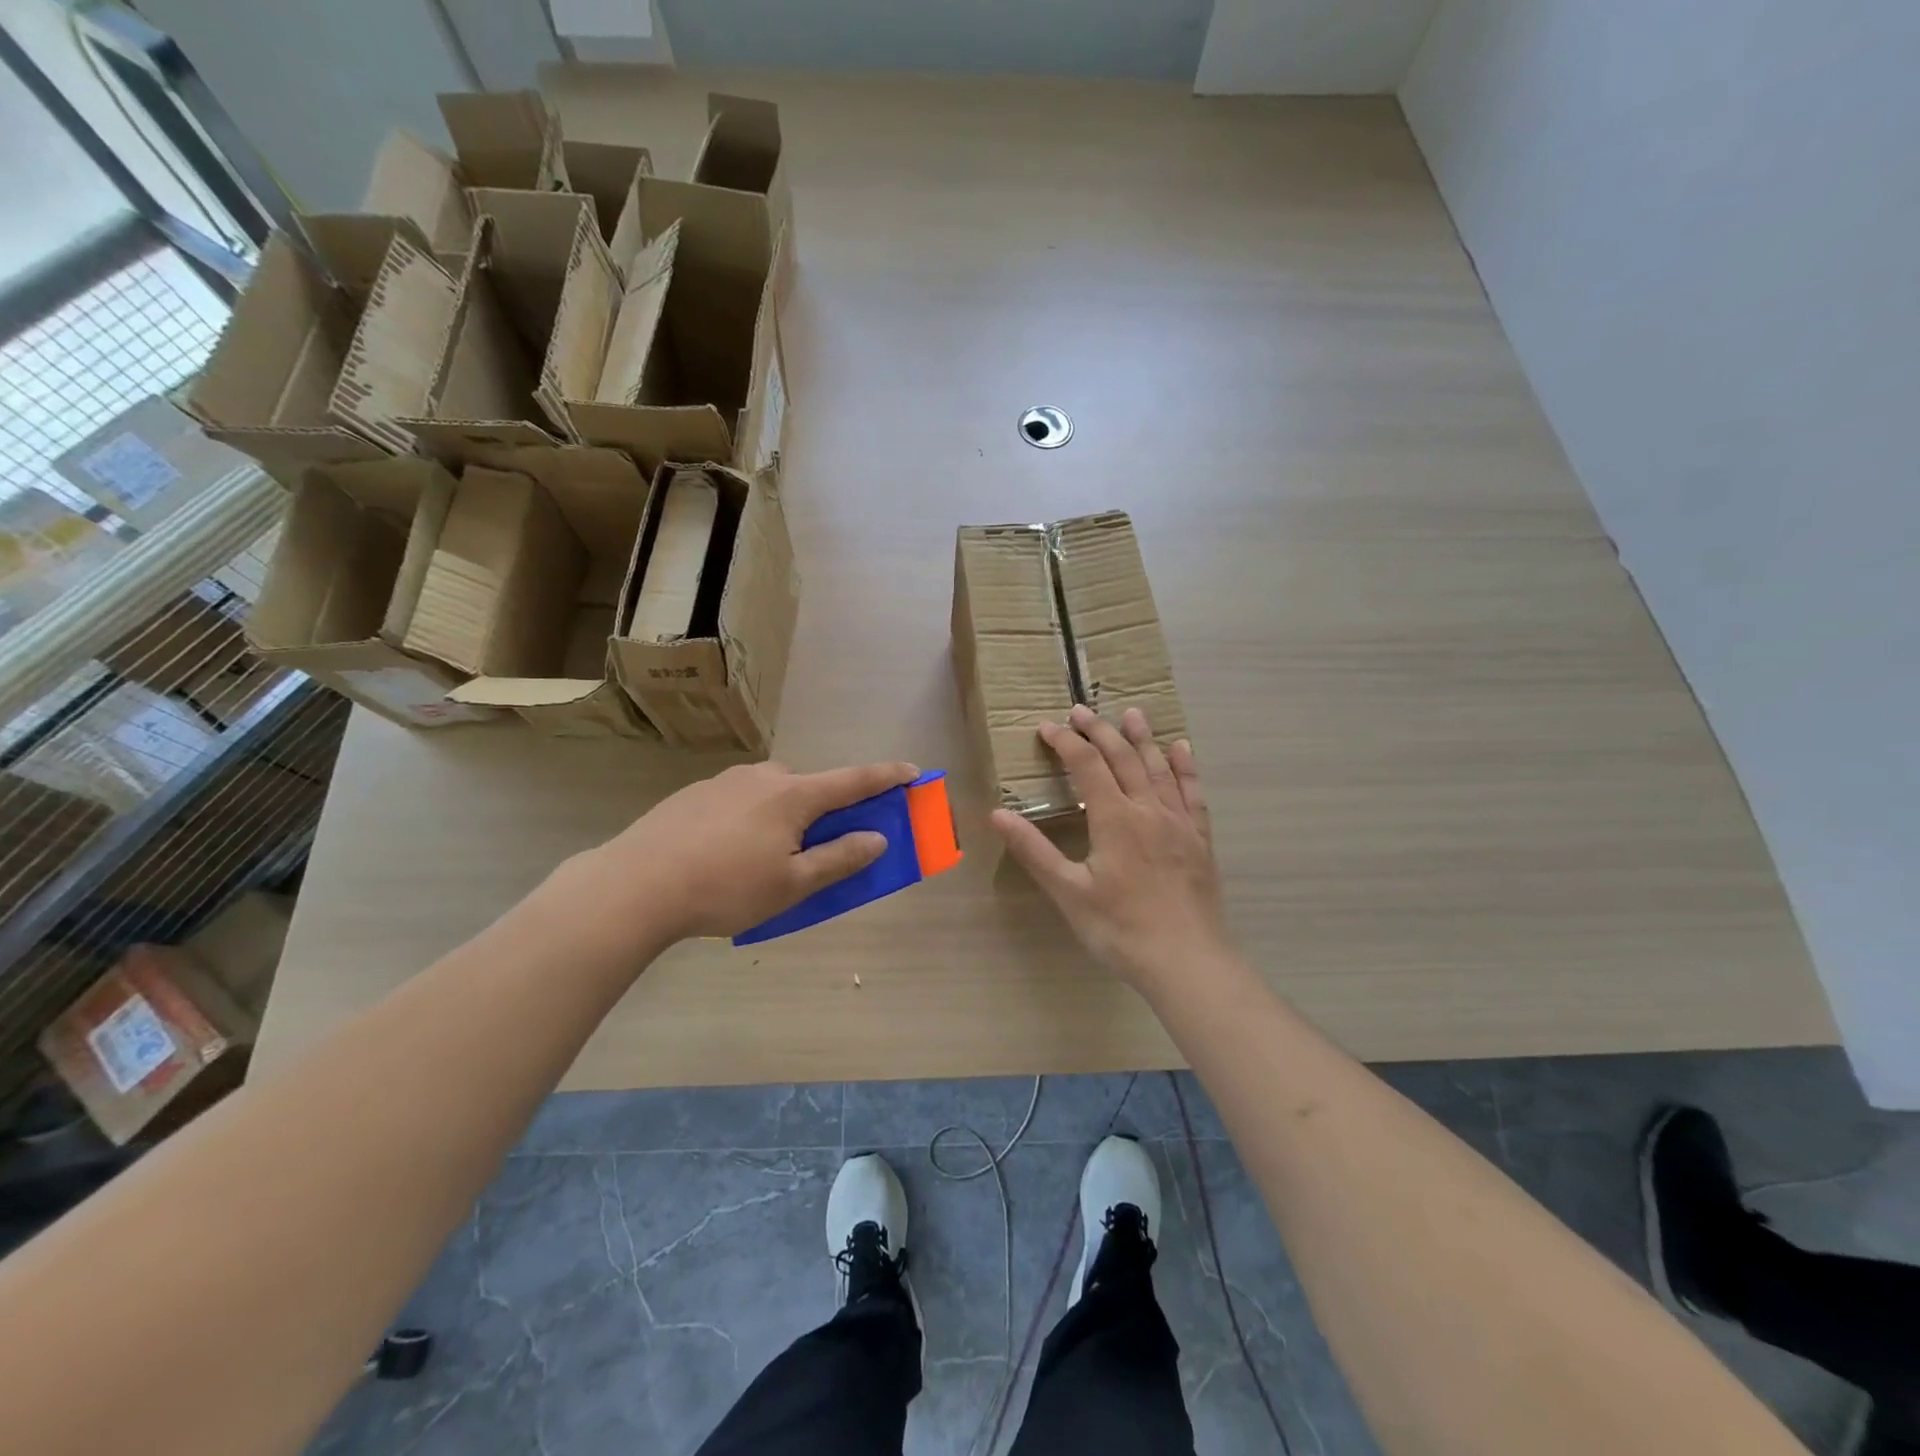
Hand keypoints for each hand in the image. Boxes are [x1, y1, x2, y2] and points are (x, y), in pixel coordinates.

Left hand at [565, 759, 920, 947]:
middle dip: (822, 810)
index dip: (886, 777)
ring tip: (762, 858)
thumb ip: (839, 858)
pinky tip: (725, 853)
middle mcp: (763, 777)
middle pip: (809, 788)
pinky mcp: (694, 793)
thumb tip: (878, 838)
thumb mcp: (792, 884)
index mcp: (793, 796)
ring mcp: (725, 781)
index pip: (853, 780)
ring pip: (771, 793)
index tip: (913, 771)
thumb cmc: (726, 888)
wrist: (636, 884)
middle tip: (815, 848)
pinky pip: (739, 800)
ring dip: (783, 815)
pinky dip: (749, 819)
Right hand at [992, 706, 1228, 991]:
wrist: (1187, 961)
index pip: (1085, 765)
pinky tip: (1182, 750)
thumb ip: (1033, 850)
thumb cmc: (1120, 929)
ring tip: (1132, 713)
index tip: (1047, 727)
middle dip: (1099, 730)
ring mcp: (1179, 822)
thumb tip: (997, 814)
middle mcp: (1148, 809)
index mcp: (1114, 818)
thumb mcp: (1068, 892)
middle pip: (1122, 757)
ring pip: (1158, 767)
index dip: (1065, 742)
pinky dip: (1185, 767)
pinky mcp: (1199, 839)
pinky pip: (1192, 792)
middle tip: (1080, 710)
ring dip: (1142, 738)